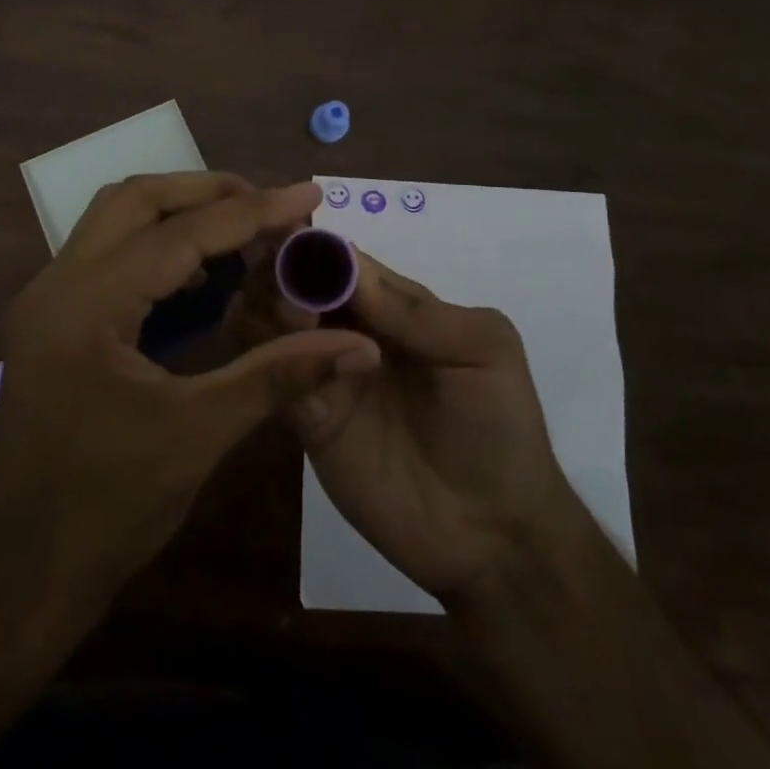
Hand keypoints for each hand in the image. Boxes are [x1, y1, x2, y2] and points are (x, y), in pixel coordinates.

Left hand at [0, 173, 381, 598]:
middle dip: (208, 191)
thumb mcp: (200, 434)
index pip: (180, 234)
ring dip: (179, 211)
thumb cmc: (109, 509)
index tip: (309, 194)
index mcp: (86, 306)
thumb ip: (279, 374)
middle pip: (136, 199)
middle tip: (271, 203)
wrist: (23, 573)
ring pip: (115, 218)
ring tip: (243, 227)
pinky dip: (156, 245)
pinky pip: (107, 253)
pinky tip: (200, 275)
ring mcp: (46, 299)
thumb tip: (358, 346)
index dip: (252, 211)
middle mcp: (56, 284)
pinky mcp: (51, 319)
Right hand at [281, 251, 577, 603]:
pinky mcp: (309, 420)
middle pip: (300, 286)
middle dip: (284, 274)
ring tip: (292, 319)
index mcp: (393, 306)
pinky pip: (277, 379)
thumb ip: (419, 312)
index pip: (343, 261)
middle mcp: (351, 330)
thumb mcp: (483, 351)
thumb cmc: (500, 428)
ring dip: (272, 310)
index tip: (285, 232)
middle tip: (287, 286)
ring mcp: (326, 374)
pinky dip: (269, 359)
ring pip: (278, 326)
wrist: (494, 535)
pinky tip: (278, 355)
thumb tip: (349, 267)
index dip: (314, 245)